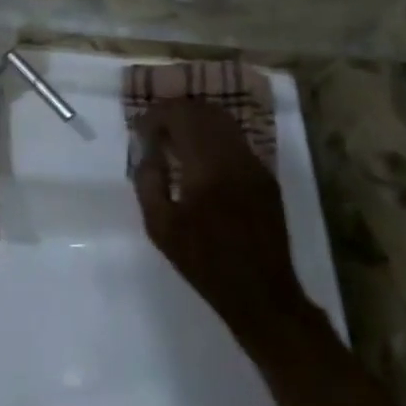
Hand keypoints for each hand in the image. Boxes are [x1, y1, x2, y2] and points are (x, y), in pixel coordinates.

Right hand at [132, 100, 302, 343]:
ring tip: (175, 139)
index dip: (156, 115)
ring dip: (195, 121)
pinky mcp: (265, 176)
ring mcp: (254, 164)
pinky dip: (213, 136)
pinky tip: (200, 158)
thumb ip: (148, 181)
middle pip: (203, 111)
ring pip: (222, 121)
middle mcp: (234, 156)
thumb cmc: (204, 263)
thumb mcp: (160, 227)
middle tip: (154, 129)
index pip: (180, 116)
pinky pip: (235, 140)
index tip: (140, 129)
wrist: (261, 294)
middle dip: (175, 113)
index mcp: (207, 166)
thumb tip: (147, 150)